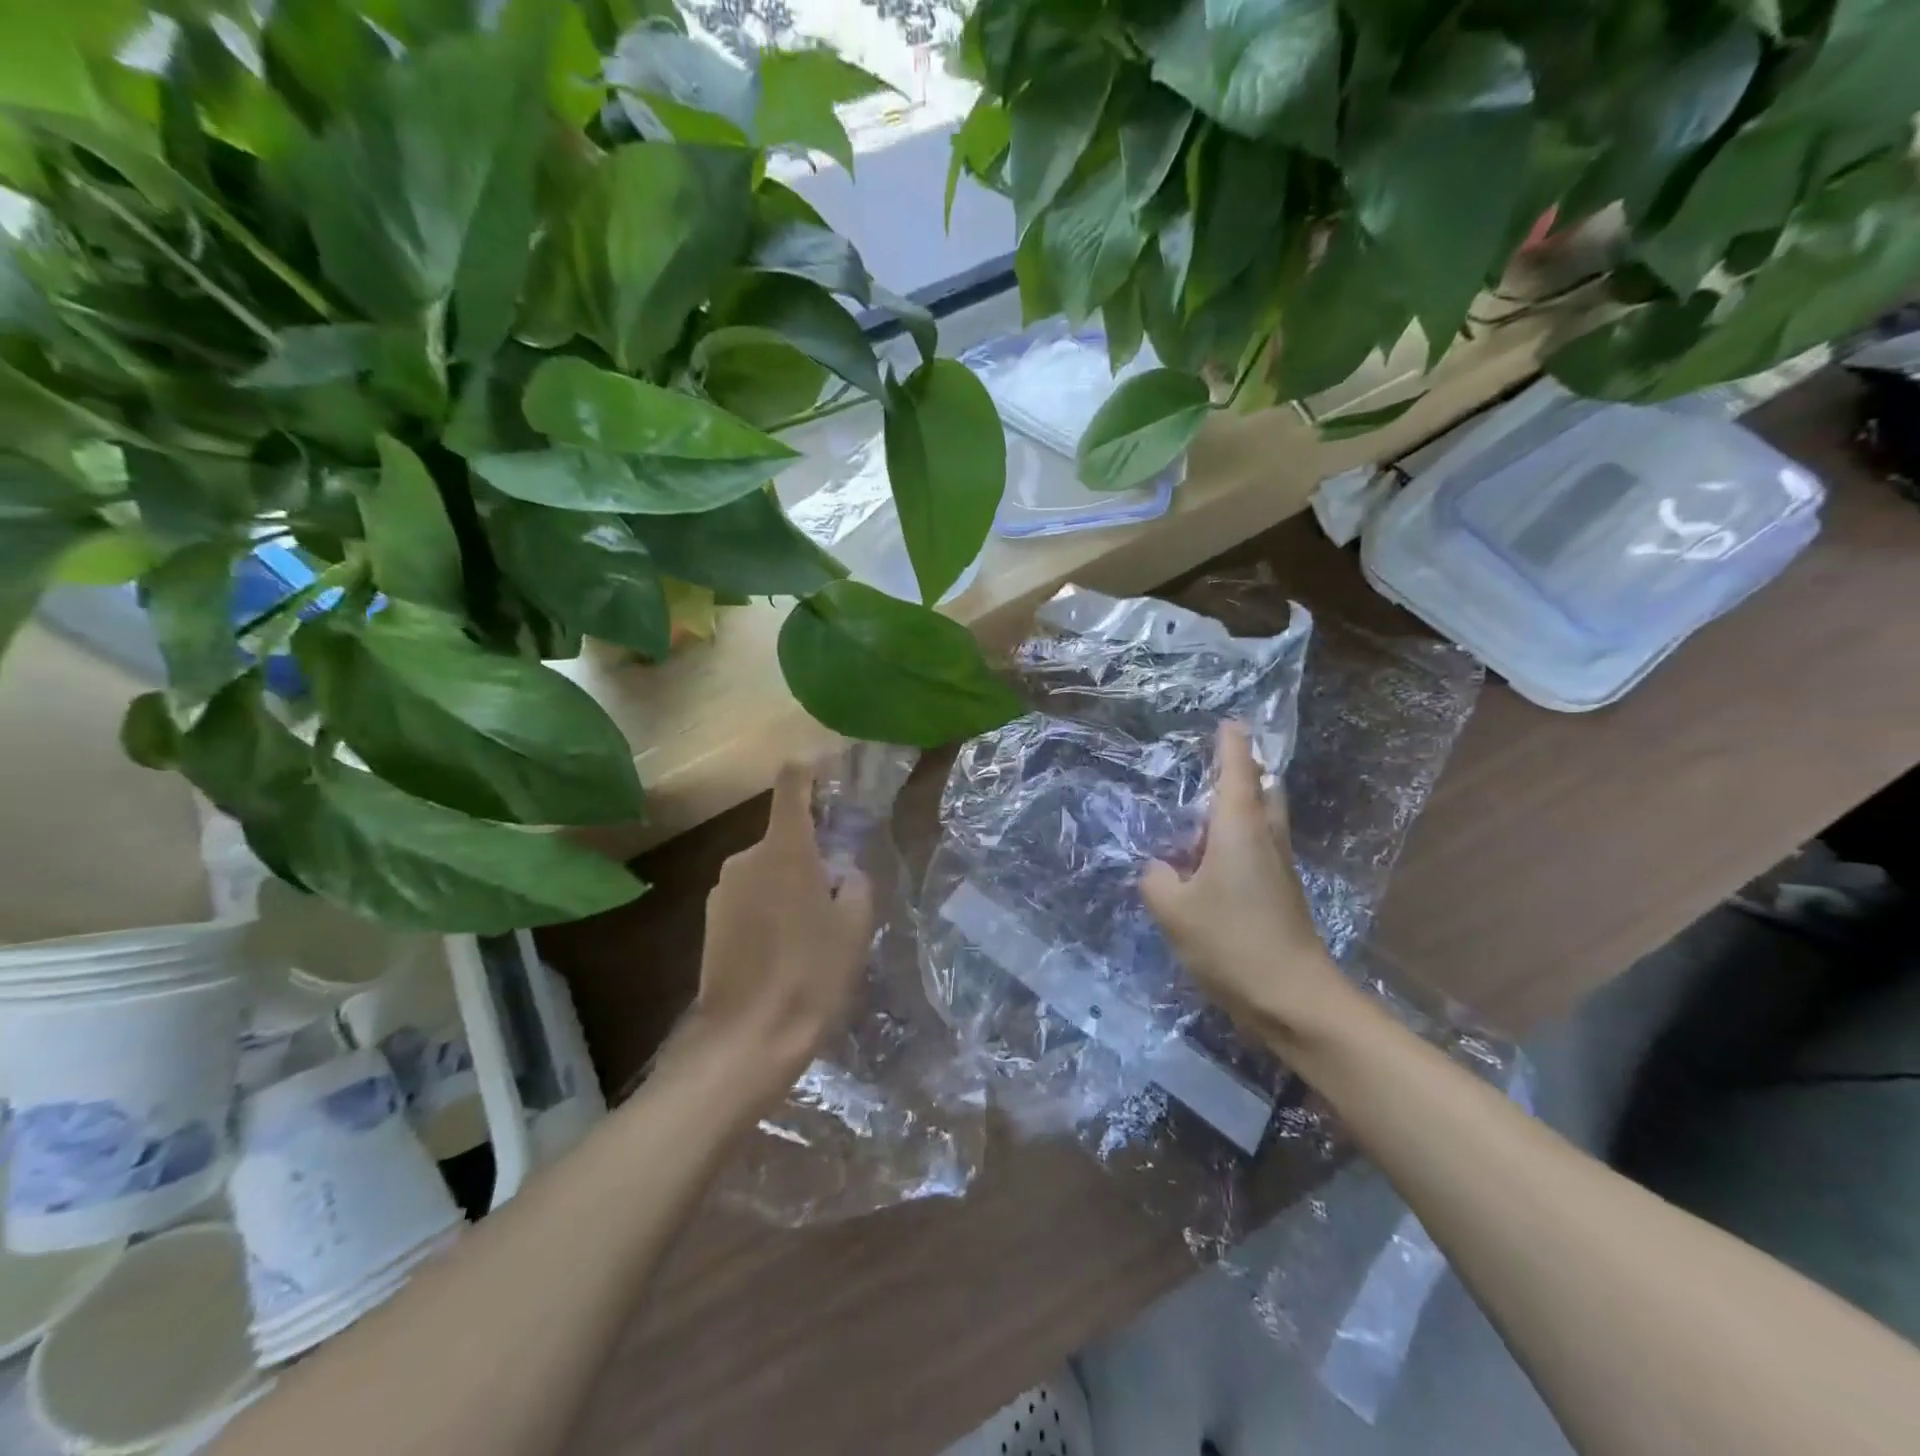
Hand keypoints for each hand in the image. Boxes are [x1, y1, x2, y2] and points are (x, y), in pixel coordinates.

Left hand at [679, 762, 874, 1102]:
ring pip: (767, 868)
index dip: (811, 770)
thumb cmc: (811, 975)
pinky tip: (784, 949)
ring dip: (790, 882)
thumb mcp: (855, 926)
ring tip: (812, 930)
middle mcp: (745, 858)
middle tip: (839, 892)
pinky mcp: (710, 920)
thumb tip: (842, 871)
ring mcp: (722, 890)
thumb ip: (854, 883)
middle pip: (785, 834)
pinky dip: (770, 906)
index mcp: (784, 849)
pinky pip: (749, 895)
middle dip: (812, 851)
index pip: (792, 784)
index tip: (831, 772)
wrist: (746, 1040)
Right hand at [1141, 723, 1358, 1044]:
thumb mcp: (1174, 911)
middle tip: (1217, 762)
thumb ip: (1157, 880)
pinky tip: (1210, 857)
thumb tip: (1162, 869)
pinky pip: (1259, 846)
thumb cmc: (1231, 942)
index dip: (1231, 744)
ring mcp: (1278, 865)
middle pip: (1263, 788)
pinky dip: (1238, 836)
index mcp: (1239, 828)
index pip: (1238, 771)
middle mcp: (1265, 838)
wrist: (1293, 998)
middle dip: (1245, 769)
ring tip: (1203, 810)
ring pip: (1264, 818)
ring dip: (1242, 804)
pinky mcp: (1281, 891)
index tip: (1228, 722)